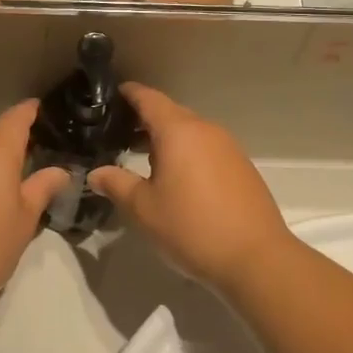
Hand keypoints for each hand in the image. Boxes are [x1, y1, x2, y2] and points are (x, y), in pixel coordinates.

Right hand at [88, 84, 291, 291]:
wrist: (256, 259)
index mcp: (179, 131)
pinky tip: (176, 180)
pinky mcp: (242, 168)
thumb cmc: (192, 228)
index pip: (149, 98)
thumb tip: (96, 173)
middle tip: (117, 135)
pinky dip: (186, 153)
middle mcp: (206, 131)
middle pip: (170, 113)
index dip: (128, 94)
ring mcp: (228, 148)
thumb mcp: (143, 209)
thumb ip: (116, 184)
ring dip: (166, 139)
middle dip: (143, 120)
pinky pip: (206, 148)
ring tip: (142, 160)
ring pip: (190, 132)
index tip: (110, 96)